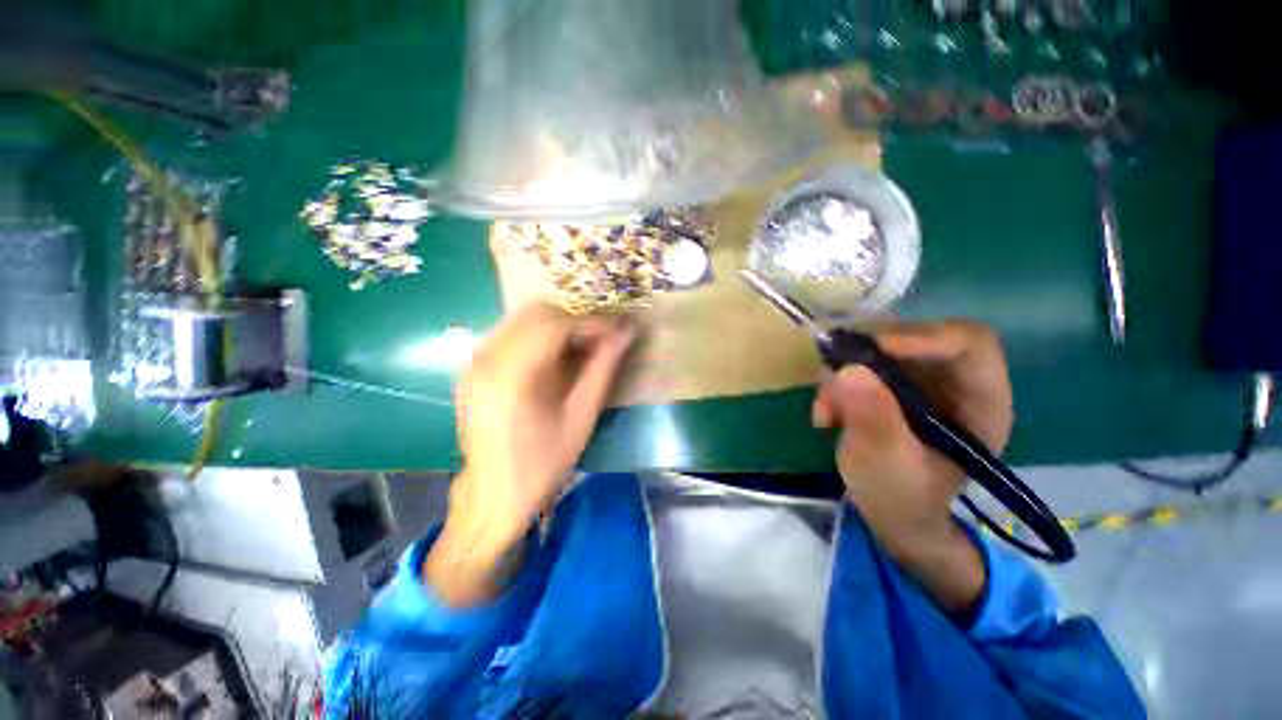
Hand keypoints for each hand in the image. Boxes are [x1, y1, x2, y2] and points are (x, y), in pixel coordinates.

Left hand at [426, 303, 634, 605]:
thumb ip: (603, 369)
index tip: (620, 328)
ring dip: (557, 325)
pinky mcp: (472, 368)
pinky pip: (510, 333)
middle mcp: (486, 360)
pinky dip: (538, 335)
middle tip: (601, 339)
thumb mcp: (581, 417)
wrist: (495, 494)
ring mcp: (474, 362)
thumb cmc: (544, 462)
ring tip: (582, 346)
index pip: (555, 325)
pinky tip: (554, 357)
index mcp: (512, 377)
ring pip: (522, 319)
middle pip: (536, 313)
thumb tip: (626, 333)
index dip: (592, 322)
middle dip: (575, 320)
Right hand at [812, 321, 1011, 613]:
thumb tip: (848, 371)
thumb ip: (874, 421)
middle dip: (868, 357)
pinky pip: (858, 364)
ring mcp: (920, 380)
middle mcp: (954, 381)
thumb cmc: (903, 498)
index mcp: (981, 403)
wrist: (891, 513)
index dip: (925, 337)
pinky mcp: (890, 383)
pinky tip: (826, 414)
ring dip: (843, 374)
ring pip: (879, 349)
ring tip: (825, 410)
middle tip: (832, 381)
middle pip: (917, 338)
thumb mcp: (887, 466)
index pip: (970, 344)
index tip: (873, 350)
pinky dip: (835, 383)